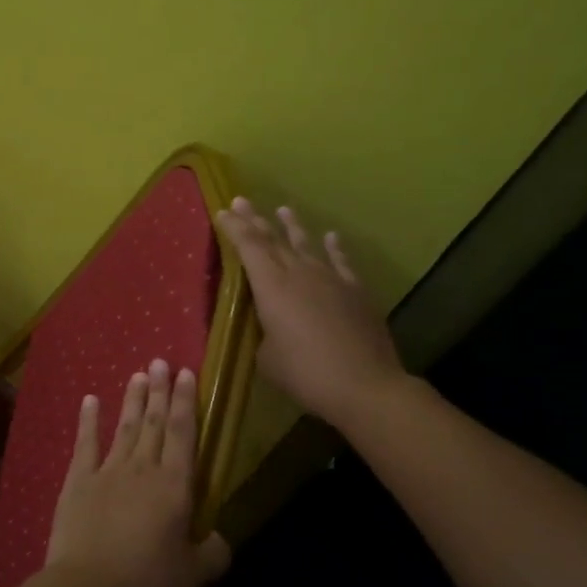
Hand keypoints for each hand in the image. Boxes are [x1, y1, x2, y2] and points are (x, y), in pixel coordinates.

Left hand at [45, 360, 231, 586]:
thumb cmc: (146, 583)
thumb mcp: (191, 575)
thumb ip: (211, 553)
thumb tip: (220, 539)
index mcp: (174, 487)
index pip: (184, 434)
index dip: (186, 402)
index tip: (186, 373)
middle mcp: (143, 469)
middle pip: (155, 423)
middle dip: (160, 391)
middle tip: (160, 361)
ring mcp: (107, 471)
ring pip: (125, 427)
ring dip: (133, 400)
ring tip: (138, 374)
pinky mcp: (78, 482)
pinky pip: (85, 444)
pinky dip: (89, 420)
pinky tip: (91, 400)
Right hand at [214, 197, 407, 429]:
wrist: (364, 385)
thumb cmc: (305, 374)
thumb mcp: (267, 359)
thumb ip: (264, 334)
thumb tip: (271, 328)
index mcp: (271, 287)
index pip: (248, 247)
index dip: (234, 228)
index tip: (222, 211)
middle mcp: (299, 273)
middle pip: (273, 240)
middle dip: (255, 220)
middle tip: (241, 201)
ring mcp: (331, 279)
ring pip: (306, 244)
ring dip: (292, 226)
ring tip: (283, 209)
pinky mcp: (355, 291)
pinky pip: (341, 261)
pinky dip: (334, 247)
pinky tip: (331, 237)